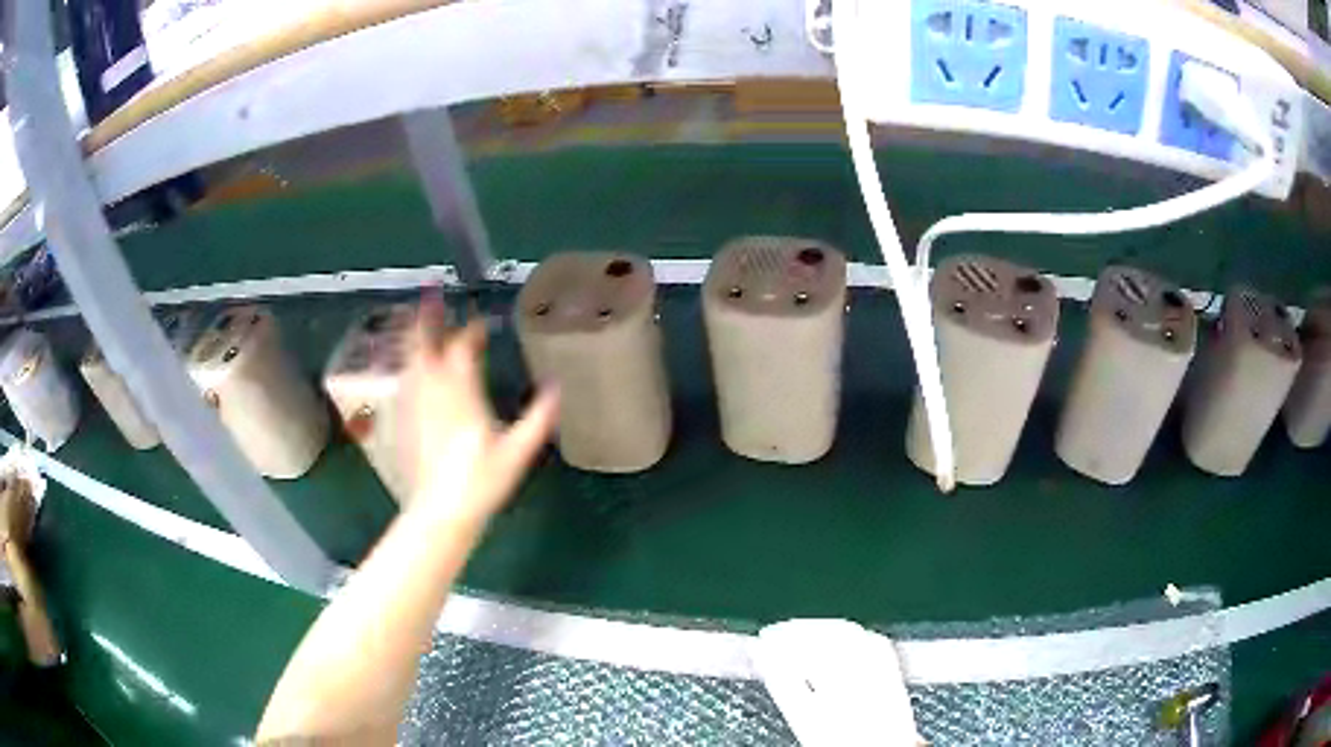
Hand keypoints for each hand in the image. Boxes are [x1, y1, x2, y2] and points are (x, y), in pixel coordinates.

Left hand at [398, 293, 558, 526]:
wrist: (441, 511)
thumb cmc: (482, 481)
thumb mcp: (518, 452)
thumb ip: (539, 418)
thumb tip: (557, 388)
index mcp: (462, 394)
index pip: (462, 350)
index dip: (471, 332)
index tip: (480, 326)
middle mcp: (434, 392)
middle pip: (425, 345)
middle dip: (428, 320)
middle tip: (430, 297)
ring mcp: (416, 405)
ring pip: (412, 361)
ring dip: (415, 338)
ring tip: (418, 322)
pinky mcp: (406, 420)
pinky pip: (407, 382)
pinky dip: (409, 365)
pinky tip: (414, 367)